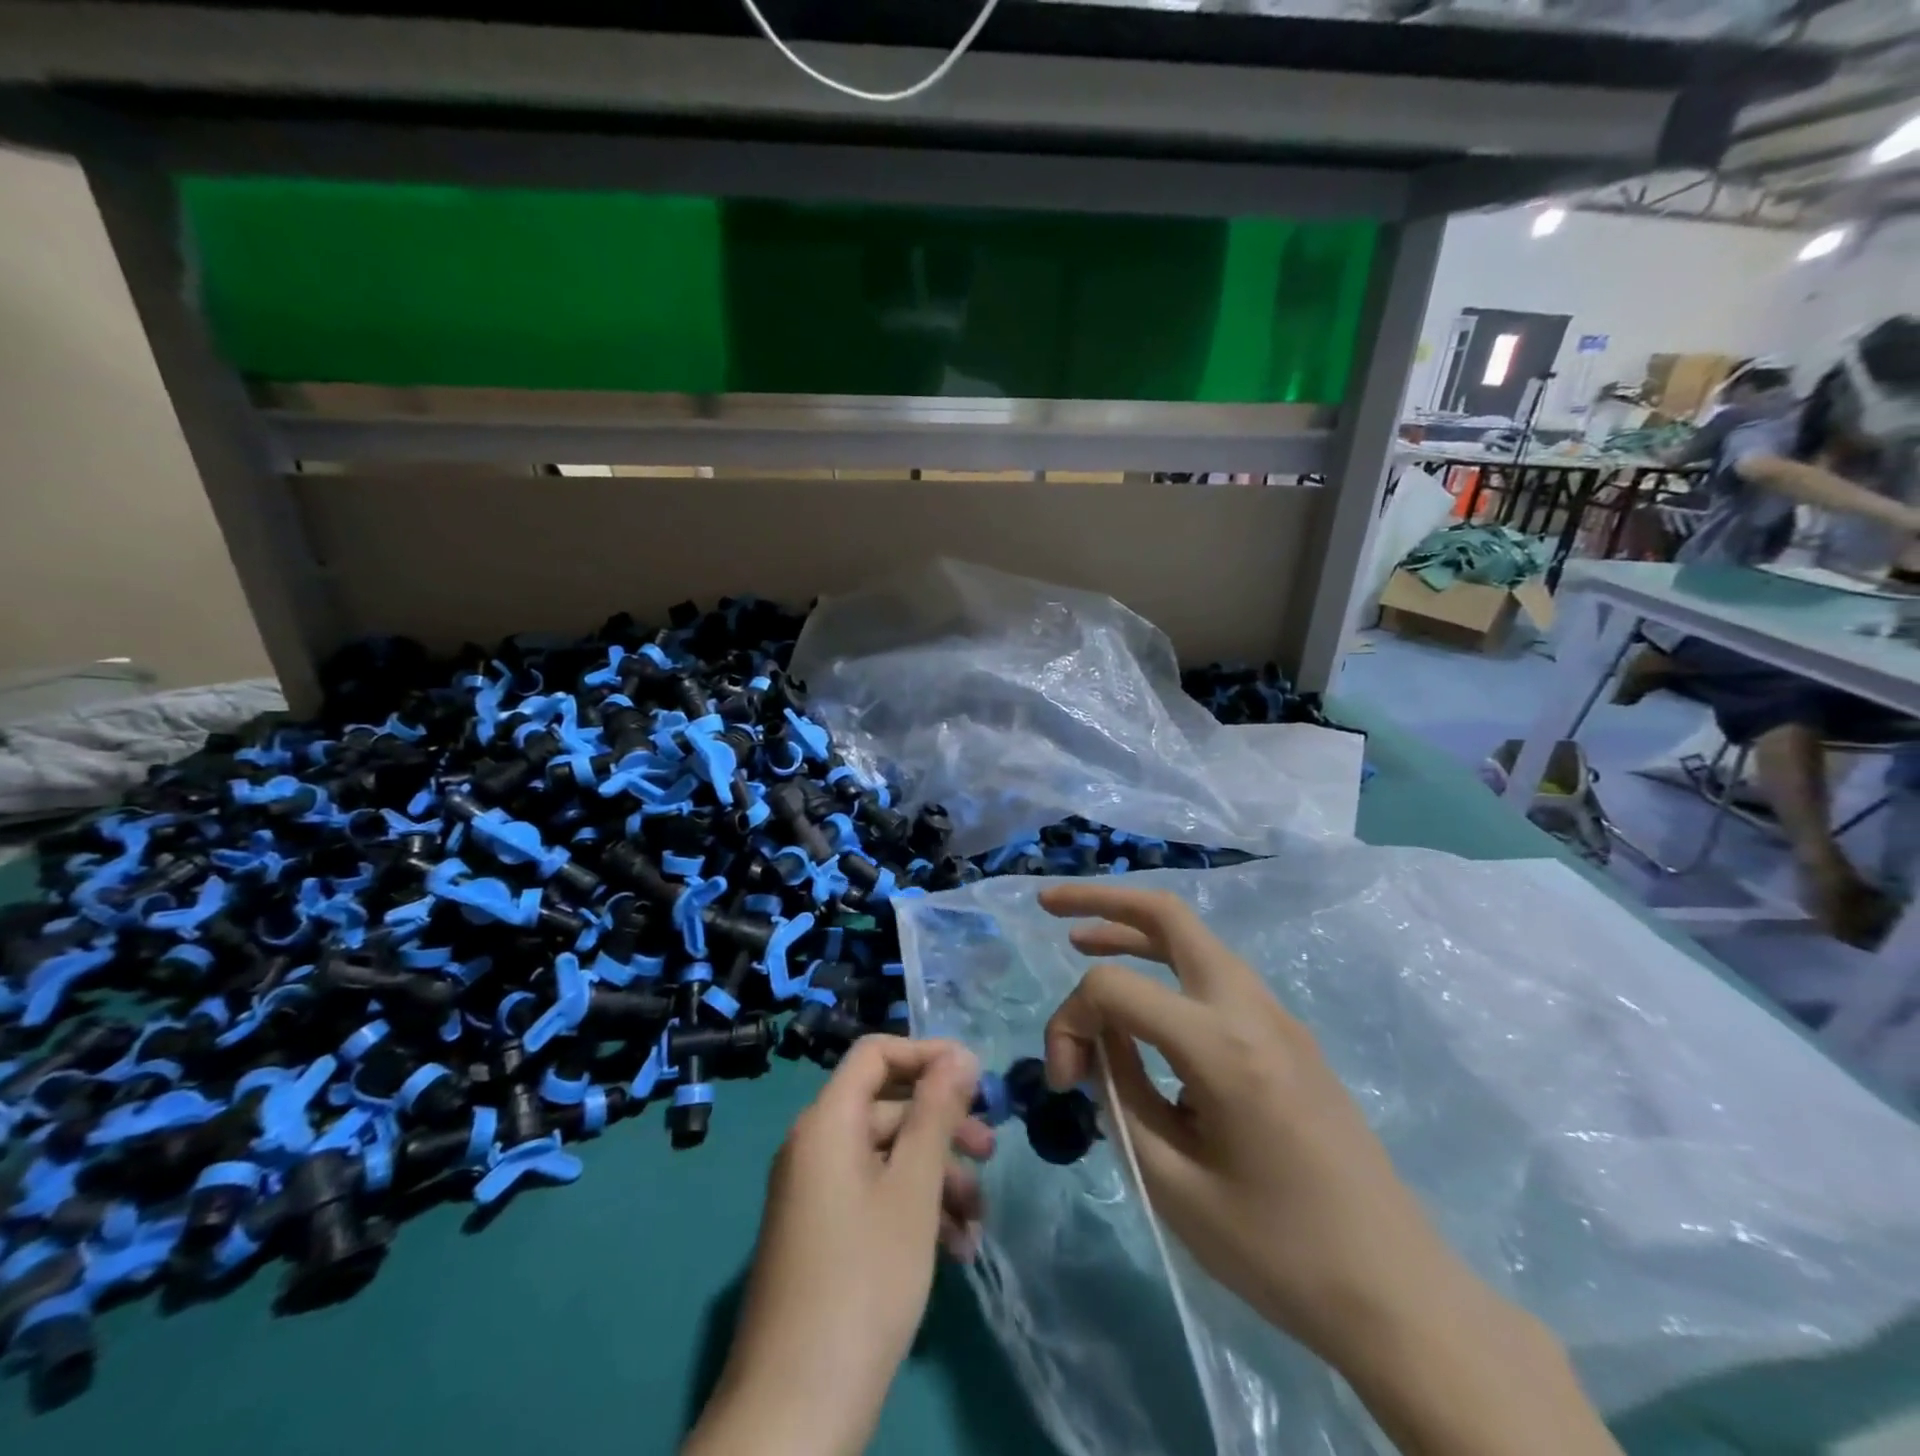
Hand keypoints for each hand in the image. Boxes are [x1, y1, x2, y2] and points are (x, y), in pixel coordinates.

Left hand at [684, 1037, 991, 1455]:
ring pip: (886, 1157)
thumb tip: (960, 1054)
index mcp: (826, 1122)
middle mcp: (814, 1146)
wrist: (796, 1410)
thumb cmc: (864, 1280)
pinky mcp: (821, 1235)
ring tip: (976, 1223)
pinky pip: (872, 1196)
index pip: (875, 1053)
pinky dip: (913, 1210)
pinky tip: (954, 1250)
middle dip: (942, 1126)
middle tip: (990, 1153)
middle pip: (886, 1106)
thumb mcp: (913, 1189)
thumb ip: (936, 1113)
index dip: (926, 1054)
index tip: (976, 1077)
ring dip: (936, 1178)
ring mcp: (814, 1194)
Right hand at [1038, 881, 1473, 1367]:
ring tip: (1081, 938)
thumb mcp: (1171, 1182)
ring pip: (1193, 938)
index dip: (1069, 1022)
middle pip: (1168, 915)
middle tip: (1049, 905)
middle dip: (1102, 900)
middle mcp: (1250, 1008)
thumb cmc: (1277, 1251)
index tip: (1064, 1082)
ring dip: (1134, 929)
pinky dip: (1166, 963)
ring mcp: (1276, 1015)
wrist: (1397, 1294)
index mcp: (1221, 1046)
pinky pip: (1214, 974)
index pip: (1114, 990)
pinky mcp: (1287, 1034)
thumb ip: (1119, 1093)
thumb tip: (1095, 1042)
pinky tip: (1142, 997)